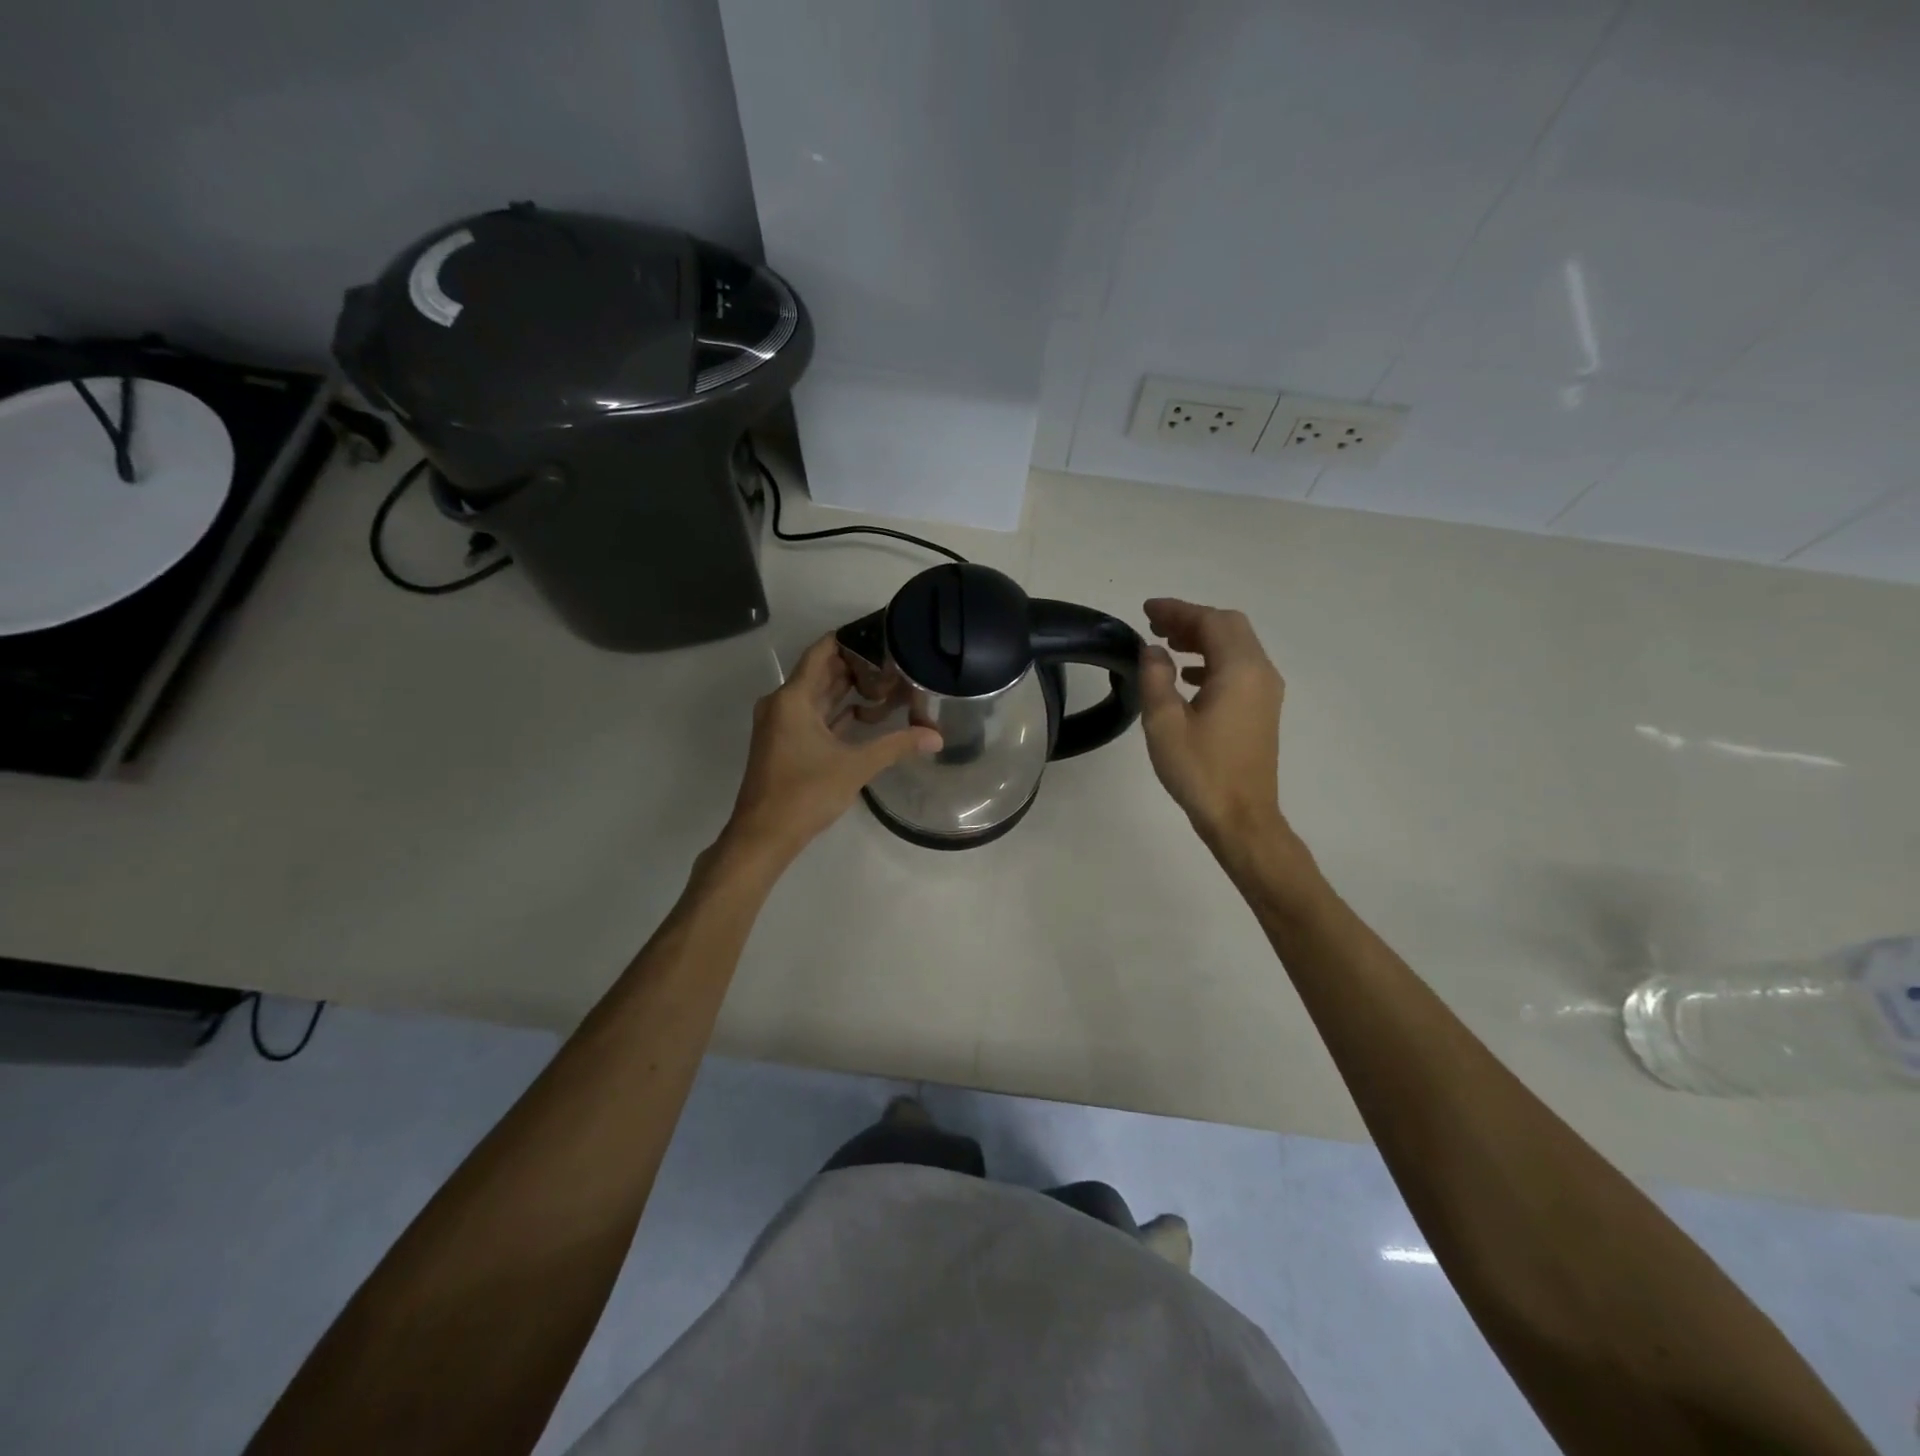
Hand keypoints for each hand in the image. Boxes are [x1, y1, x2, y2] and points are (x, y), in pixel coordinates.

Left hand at [724, 633, 940, 860]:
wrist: (764, 835)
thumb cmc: (805, 793)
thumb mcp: (855, 766)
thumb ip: (896, 746)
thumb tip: (936, 736)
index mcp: (793, 698)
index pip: (822, 651)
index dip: (850, 639)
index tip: (880, 633)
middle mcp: (783, 703)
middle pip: (821, 672)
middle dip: (855, 665)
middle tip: (893, 659)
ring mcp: (781, 724)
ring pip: (818, 696)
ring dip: (848, 690)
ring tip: (887, 683)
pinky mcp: (785, 742)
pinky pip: (814, 716)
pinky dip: (837, 713)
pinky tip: (866, 714)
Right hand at [1138, 598, 1286, 852]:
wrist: (1241, 817)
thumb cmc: (1200, 770)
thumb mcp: (1164, 723)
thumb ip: (1156, 678)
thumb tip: (1152, 650)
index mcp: (1239, 670)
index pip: (1210, 621)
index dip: (1177, 610)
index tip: (1146, 610)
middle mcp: (1260, 672)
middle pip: (1229, 627)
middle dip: (1191, 619)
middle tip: (1155, 625)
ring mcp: (1266, 691)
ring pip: (1236, 646)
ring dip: (1203, 639)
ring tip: (1166, 645)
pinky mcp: (1262, 709)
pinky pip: (1239, 668)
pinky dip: (1213, 660)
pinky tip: (1187, 677)